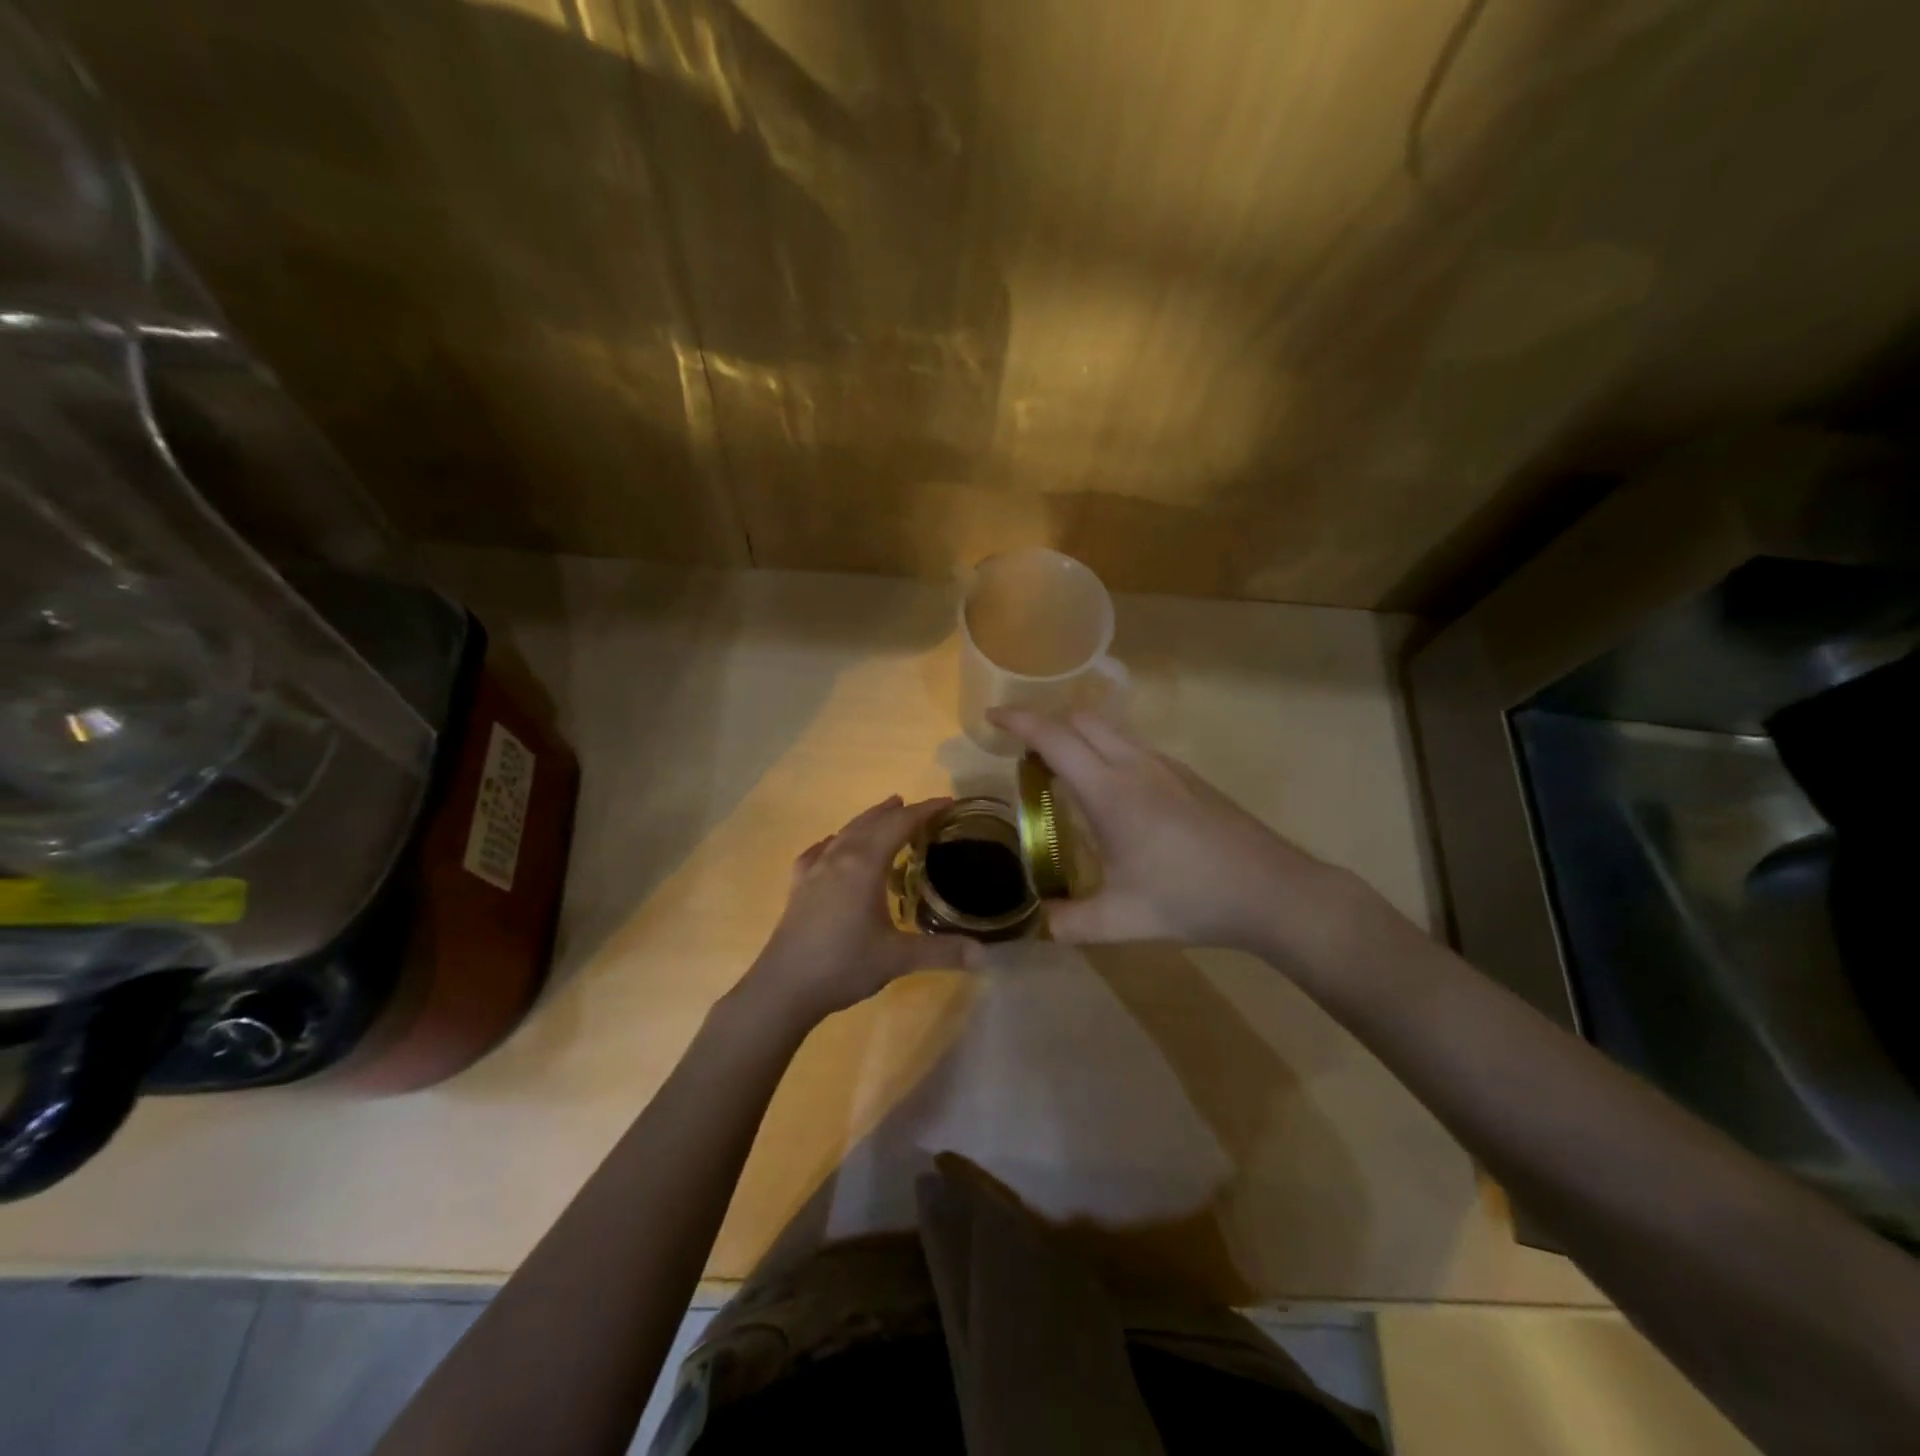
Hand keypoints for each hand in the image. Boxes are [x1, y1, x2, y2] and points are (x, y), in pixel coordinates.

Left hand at [739, 796, 969, 1028]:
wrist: (783, 987)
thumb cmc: (843, 964)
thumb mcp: (897, 959)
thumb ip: (941, 952)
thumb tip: (984, 955)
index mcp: (864, 864)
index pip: (899, 825)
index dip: (925, 811)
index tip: (947, 803)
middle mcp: (838, 857)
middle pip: (871, 822)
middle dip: (896, 812)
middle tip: (919, 807)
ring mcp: (814, 871)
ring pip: (845, 833)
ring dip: (867, 820)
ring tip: (883, 814)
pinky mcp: (798, 887)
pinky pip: (819, 852)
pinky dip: (834, 842)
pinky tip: (831, 847)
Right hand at [990, 708, 1363, 954]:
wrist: (1272, 890)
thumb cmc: (1192, 898)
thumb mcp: (1122, 921)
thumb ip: (1070, 924)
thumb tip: (1035, 925)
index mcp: (1111, 791)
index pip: (1054, 739)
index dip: (1019, 722)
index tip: (992, 716)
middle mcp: (1136, 765)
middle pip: (1081, 721)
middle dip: (1046, 725)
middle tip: (1022, 753)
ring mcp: (1166, 767)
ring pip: (1110, 731)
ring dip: (1078, 737)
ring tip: (1060, 772)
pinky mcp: (1186, 778)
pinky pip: (1132, 747)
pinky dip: (1104, 751)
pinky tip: (1110, 794)